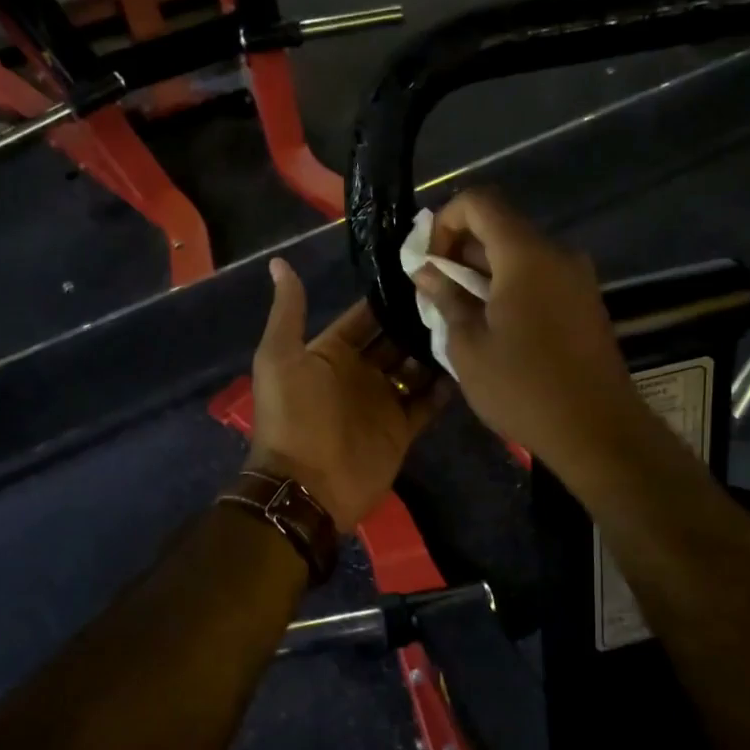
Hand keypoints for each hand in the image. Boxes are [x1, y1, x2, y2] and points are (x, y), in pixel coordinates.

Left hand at [247, 258, 447, 533]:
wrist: (307, 486)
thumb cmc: (293, 416)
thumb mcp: (280, 357)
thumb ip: (288, 311)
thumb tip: (278, 263)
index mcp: (331, 352)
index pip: (365, 317)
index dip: (388, 297)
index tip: (423, 271)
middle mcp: (359, 372)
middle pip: (395, 339)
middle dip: (419, 320)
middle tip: (458, 294)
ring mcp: (382, 401)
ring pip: (415, 367)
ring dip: (436, 349)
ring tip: (471, 322)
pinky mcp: (402, 428)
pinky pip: (428, 402)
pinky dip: (446, 386)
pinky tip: (471, 361)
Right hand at [411, 190, 639, 473]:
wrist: (597, 430)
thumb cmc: (523, 387)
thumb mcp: (468, 346)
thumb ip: (445, 298)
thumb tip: (427, 271)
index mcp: (525, 255)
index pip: (479, 202)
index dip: (444, 222)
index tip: (429, 263)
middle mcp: (556, 254)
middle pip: (499, 227)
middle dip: (459, 251)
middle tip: (435, 292)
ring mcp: (576, 278)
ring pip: (518, 254)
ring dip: (482, 272)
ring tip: (458, 314)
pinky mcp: (584, 301)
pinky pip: (538, 277)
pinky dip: (508, 287)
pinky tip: (492, 326)